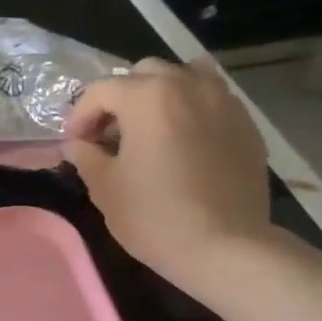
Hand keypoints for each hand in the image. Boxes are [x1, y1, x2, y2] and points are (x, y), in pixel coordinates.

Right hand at [63, 59, 274, 297]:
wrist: (226, 246)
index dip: (79, 116)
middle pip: (144, 74)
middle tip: (110, 135)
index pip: (100, 90)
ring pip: (184, 79)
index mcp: (147, 96)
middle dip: (120, 99)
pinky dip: (190, 111)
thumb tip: (78, 144)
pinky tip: (183, 145)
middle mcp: (188, 85)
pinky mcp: (246, 124)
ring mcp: (223, 101)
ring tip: (150, 131)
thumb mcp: (103, 187)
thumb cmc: (154, 215)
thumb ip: (85, 155)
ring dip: (159, 97)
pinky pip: (210, 101)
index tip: (75, 145)